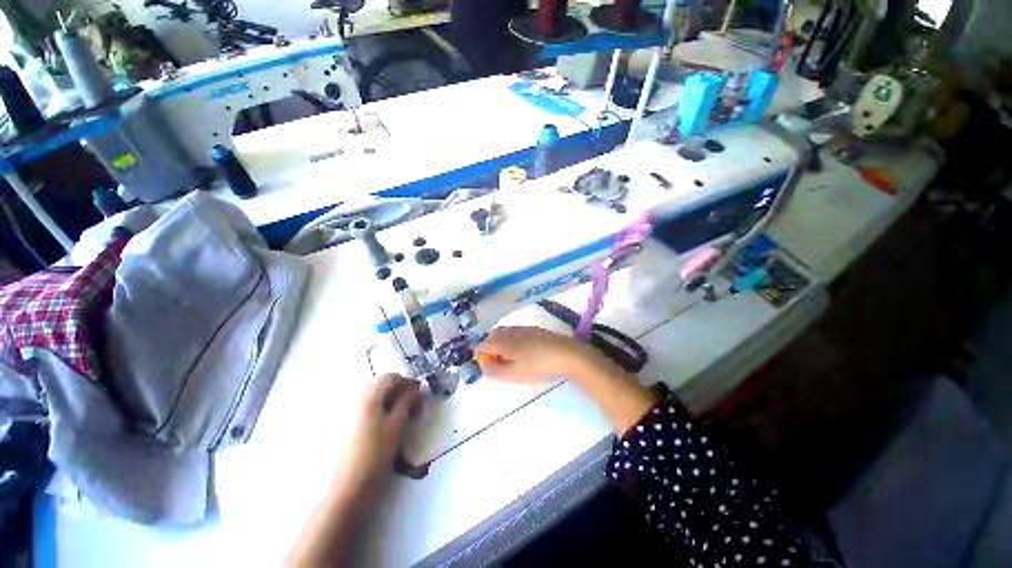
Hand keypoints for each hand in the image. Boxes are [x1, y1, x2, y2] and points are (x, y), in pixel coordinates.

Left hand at [288, 374, 421, 566]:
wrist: (348, 485)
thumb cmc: (376, 452)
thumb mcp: (397, 424)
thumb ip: (407, 401)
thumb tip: (415, 388)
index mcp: (369, 395)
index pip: (390, 377)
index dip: (407, 382)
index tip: (418, 395)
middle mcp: (355, 398)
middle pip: (379, 384)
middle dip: (397, 390)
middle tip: (410, 406)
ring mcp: (346, 411)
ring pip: (372, 396)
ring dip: (387, 400)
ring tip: (398, 416)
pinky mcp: (342, 424)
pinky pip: (363, 407)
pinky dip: (376, 409)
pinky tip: (382, 425)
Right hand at [476, 326, 603, 383]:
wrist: (567, 354)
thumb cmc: (539, 366)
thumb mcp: (515, 374)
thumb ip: (495, 371)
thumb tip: (482, 365)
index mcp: (504, 342)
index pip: (483, 344)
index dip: (480, 355)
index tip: (486, 366)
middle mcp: (511, 331)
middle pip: (493, 335)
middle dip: (489, 346)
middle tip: (496, 362)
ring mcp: (524, 328)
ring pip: (504, 332)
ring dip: (500, 342)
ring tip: (508, 358)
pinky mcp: (534, 329)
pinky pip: (515, 331)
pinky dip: (511, 339)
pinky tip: (522, 351)